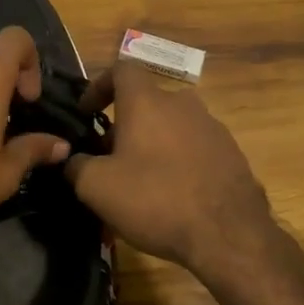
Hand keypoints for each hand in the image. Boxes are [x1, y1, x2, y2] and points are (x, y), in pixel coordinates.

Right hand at [65, 63, 276, 280]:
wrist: (229, 235)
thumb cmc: (155, 200)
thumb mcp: (97, 187)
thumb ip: (76, 166)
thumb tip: (71, 159)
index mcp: (147, 101)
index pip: (121, 69)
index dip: (99, 86)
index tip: (86, 113)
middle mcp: (182, 104)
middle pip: (146, 103)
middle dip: (123, 126)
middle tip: (108, 160)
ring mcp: (212, 127)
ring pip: (171, 127)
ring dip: (151, 145)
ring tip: (140, 182)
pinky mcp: (232, 153)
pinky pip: (194, 148)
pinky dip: (177, 162)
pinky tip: (172, 196)